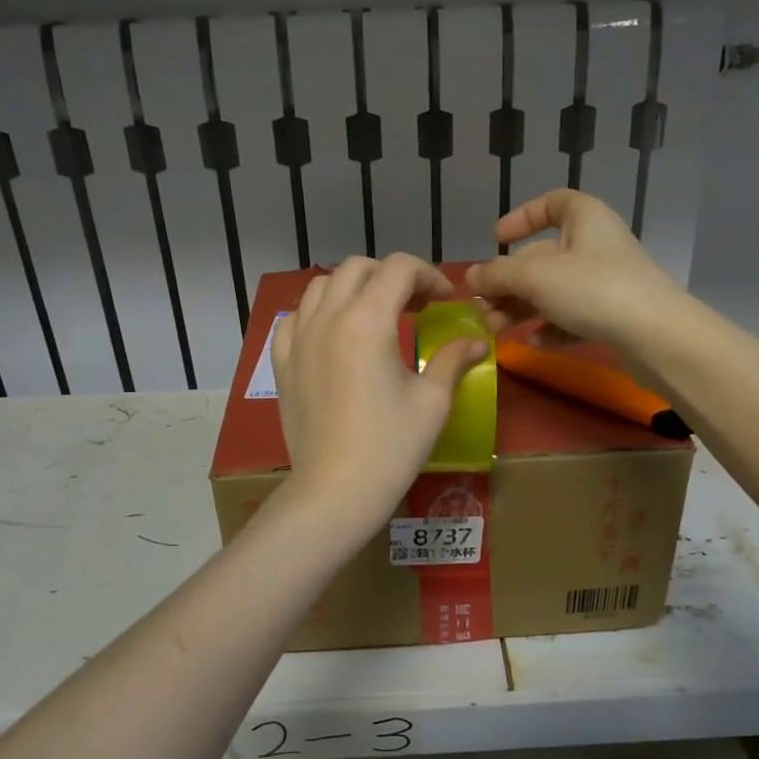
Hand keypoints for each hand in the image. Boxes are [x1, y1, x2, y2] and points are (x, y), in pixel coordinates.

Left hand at [272, 254, 489, 535]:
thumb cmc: (390, 447)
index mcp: (367, 321)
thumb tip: (476, 342)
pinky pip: (293, 318)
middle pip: (358, 268)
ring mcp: (298, 339)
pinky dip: (316, 313)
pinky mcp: (282, 363)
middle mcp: (327, 318)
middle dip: (391, 276)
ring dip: (353, 288)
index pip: (398, 268)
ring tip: (374, 315)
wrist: (336, 490)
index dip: (428, 275)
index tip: (444, 301)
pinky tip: (332, 334)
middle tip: (415, 306)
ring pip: (321, 286)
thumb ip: (451, 360)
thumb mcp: (431, 402)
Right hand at [467, 190, 689, 352]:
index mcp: (584, 218)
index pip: (552, 203)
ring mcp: (608, 281)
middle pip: (544, 255)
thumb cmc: (593, 290)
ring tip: (497, 330)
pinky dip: (551, 326)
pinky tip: (533, 342)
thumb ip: (497, 274)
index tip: (497, 238)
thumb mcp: (534, 277)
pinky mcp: (615, 315)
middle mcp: (597, 244)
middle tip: (483, 307)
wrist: (657, 336)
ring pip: (555, 289)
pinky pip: (574, 315)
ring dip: (522, 308)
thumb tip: (469, 277)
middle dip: (509, 282)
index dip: (522, 217)